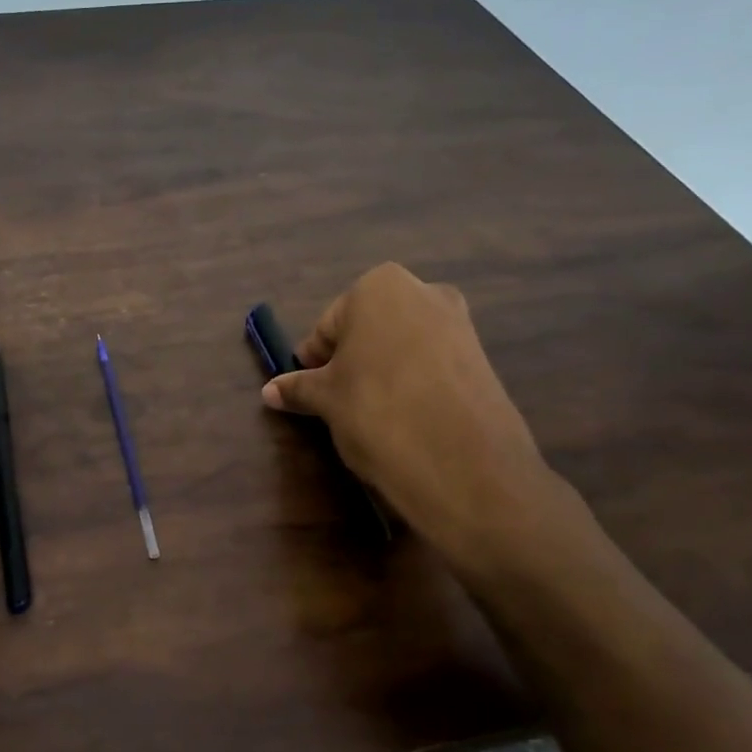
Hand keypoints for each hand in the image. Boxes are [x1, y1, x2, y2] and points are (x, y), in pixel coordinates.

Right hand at [262, 263, 568, 578]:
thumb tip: (269, 391)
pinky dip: (415, 384)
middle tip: (341, 402)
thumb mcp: (327, 400)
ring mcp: (459, 323)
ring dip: (383, 372)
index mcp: (378, 287)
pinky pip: (432, 364)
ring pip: (402, 346)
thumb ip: (298, 388)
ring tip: (375, 414)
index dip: (315, 362)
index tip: (311, 392)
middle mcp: (423, 292)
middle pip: (368, 330)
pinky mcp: (482, 357)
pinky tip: (409, 418)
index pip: (328, 326)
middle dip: (352, 361)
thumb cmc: (377, 411)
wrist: (464, 464)